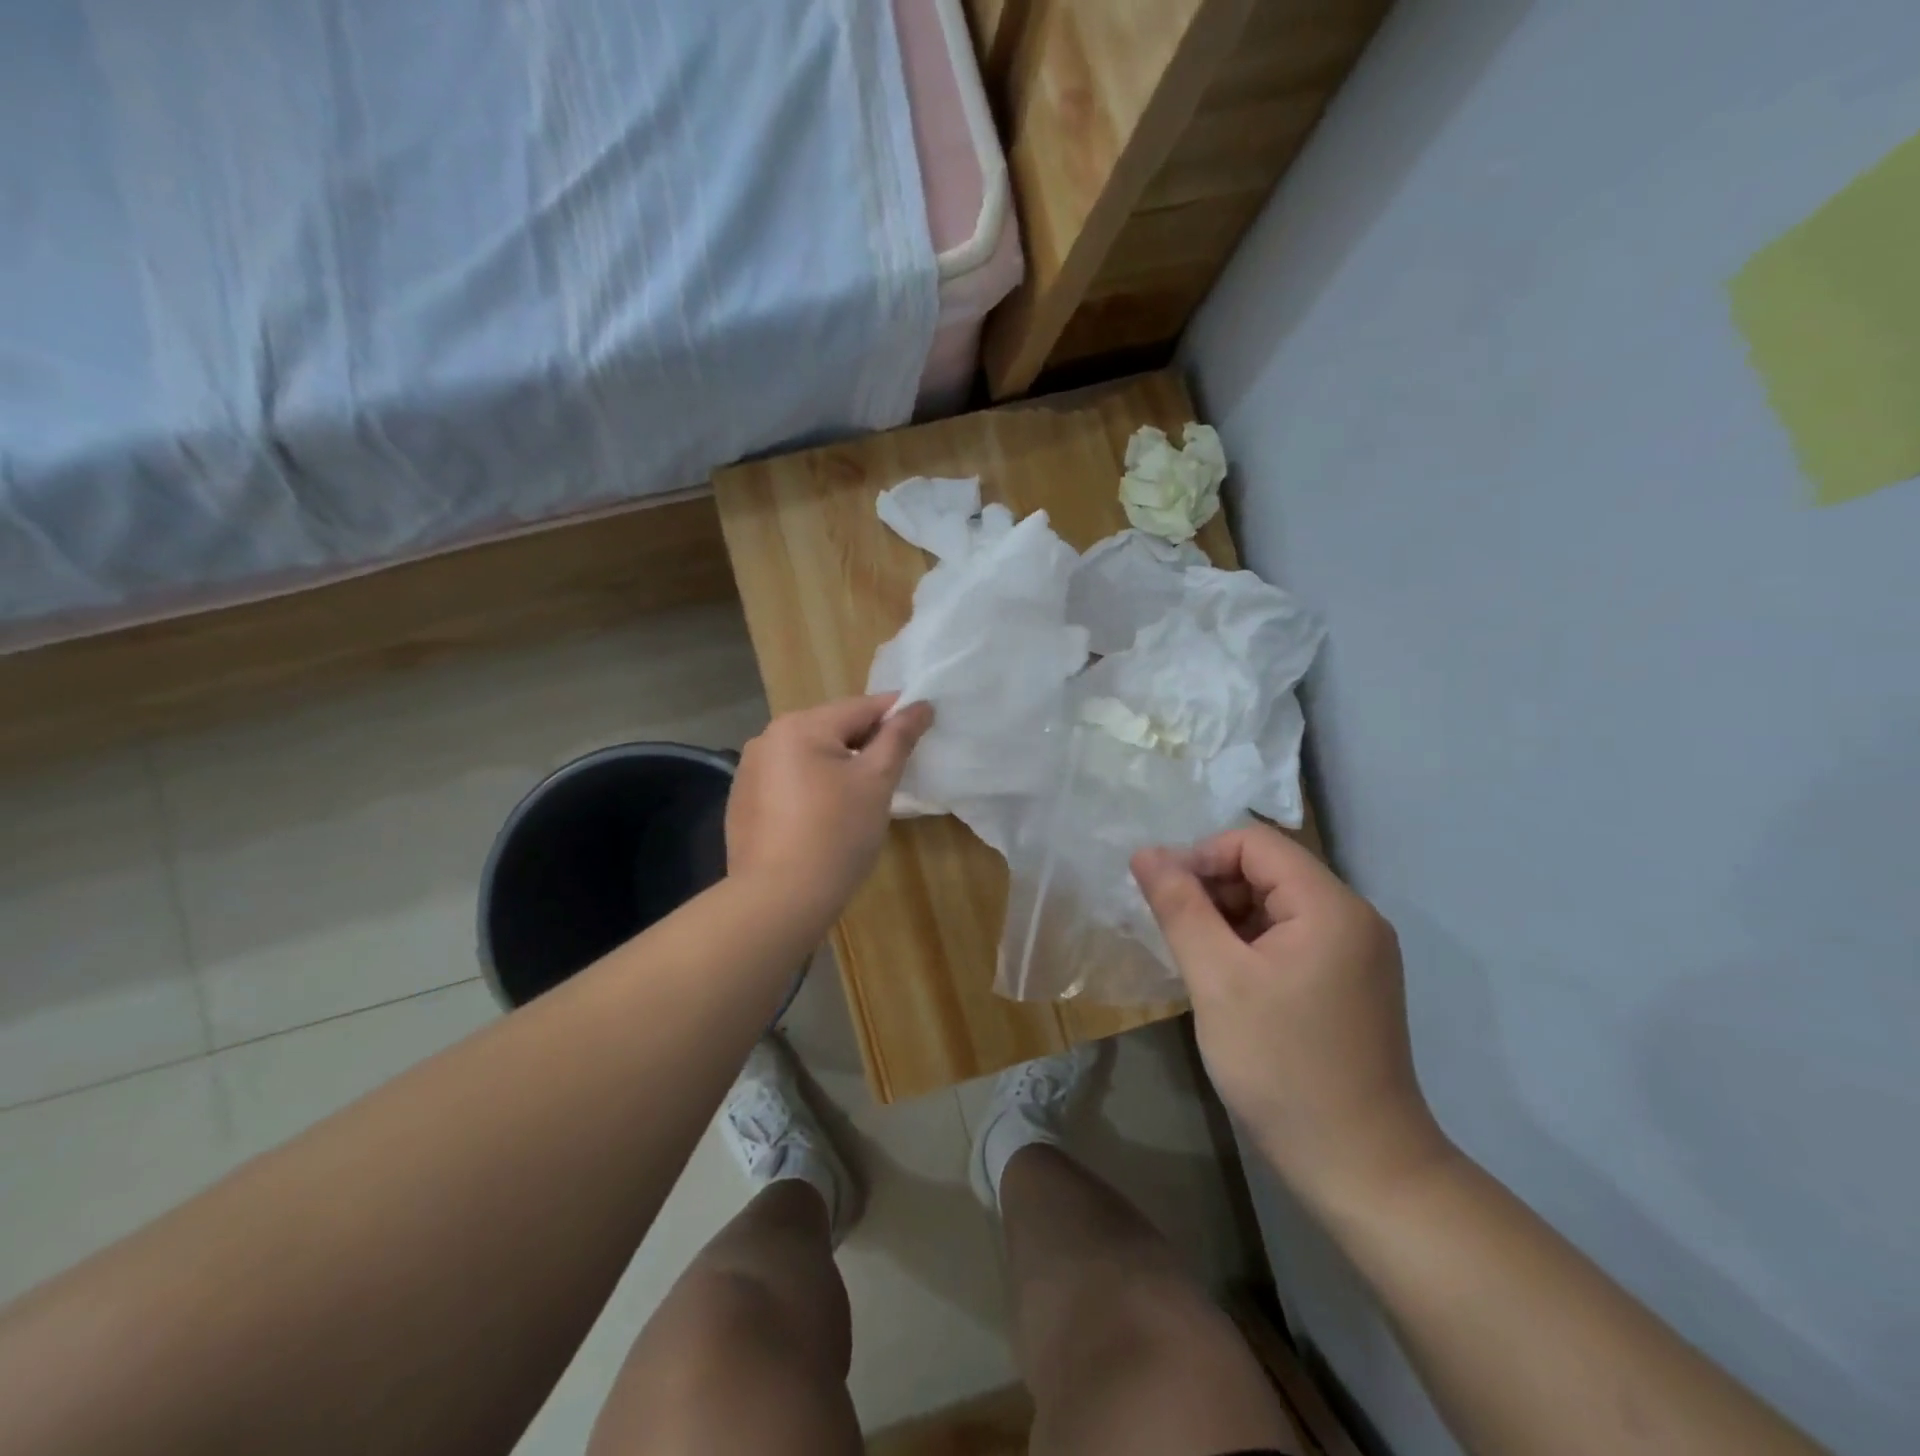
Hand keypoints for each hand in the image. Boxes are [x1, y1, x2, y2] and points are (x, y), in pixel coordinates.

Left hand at [727, 694, 933, 920]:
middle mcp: (768, 738)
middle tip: (894, 770)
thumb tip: (920, 705)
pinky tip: (824, 818)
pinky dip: (812, 788)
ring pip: (809, 755)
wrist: (779, 900)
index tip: (924, 726)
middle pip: (832, 728)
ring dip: (838, 765)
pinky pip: (788, 781)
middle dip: (865, 743)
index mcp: (800, 726)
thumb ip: (898, 738)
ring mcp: (749, 771)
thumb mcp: (876, 782)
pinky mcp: (743, 802)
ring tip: (861, 797)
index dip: (897, 714)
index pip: (861, 707)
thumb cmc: (837, 834)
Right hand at [1132, 826, 1451, 1213]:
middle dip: (1212, 888)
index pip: (1254, 843)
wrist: (1362, 1169)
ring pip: (1276, 904)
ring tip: (1194, 959)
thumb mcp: (1217, 980)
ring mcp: (1356, 952)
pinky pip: (1291, 937)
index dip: (1200, 857)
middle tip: (1174, 932)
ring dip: (1227, 917)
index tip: (1162, 898)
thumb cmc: (1282, 1067)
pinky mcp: (1350, 982)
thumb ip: (1180, 907)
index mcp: (1330, 905)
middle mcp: (1353, 917)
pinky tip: (1224, 979)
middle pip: (1268, 869)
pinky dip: (1250, 944)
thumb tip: (1145, 853)